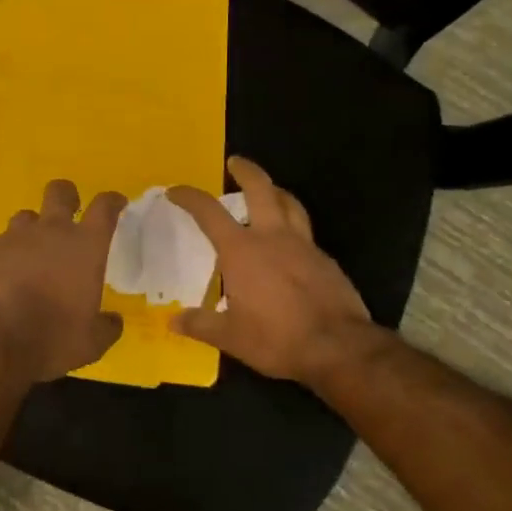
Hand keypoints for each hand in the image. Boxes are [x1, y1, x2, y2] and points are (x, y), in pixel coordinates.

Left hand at [0, 180, 127, 383]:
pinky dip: (2, 258)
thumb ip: (105, 327)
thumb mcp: (91, 343)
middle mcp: (49, 231)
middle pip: (60, 192)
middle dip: (67, 196)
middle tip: (69, 212)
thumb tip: (113, 321)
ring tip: (30, 257)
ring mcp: (11, 238)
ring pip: (25, 217)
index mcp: (85, 246)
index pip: (104, 208)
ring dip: (31, 231)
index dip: (112, 201)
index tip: (115, 204)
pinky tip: (0, 279)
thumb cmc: (52, 339)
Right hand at [165, 157, 387, 386]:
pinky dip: (292, 226)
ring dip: (276, 191)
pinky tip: (289, 245)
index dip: (190, 197)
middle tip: (235, 162)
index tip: (176, 192)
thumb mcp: (231, 337)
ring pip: (290, 204)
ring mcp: (304, 246)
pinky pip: (305, 233)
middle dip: (246, 171)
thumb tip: (173, 321)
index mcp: (242, 251)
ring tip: (268, 191)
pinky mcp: (326, 260)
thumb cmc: (276, 339)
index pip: (209, 213)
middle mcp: (272, 238)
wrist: (338, 348)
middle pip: (261, 189)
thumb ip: (201, 324)